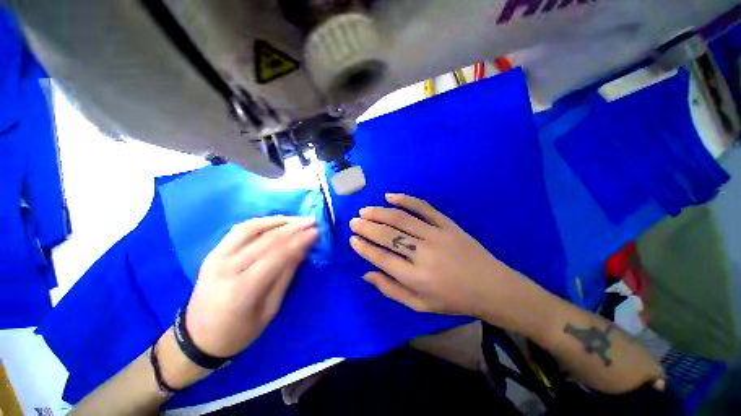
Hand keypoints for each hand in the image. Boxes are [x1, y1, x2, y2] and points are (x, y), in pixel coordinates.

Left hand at [185, 216, 317, 357]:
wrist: (197, 338)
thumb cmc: (238, 332)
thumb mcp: (269, 310)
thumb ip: (285, 276)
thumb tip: (302, 250)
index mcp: (243, 289)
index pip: (278, 255)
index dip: (300, 240)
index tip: (317, 231)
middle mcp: (227, 268)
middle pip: (266, 239)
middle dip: (293, 227)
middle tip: (312, 221)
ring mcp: (216, 257)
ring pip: (251, 228)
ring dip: (278, 221)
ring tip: (296, 219)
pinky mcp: (213, 253)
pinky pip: (239, 230)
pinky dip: (261, 222)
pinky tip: (276, 222)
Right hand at [350, 194, 537, 324]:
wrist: (491, 287)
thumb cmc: (453, 300)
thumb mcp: (420, 305)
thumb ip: (391, 290)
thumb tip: (366, 274)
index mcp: (416, 279)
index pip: (381, 258)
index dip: (364, 248)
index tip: (352, 239)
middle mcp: (423, 255)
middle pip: (388, 236)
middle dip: (367, 228)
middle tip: (353, 222)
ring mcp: (436, 235)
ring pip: (401, 219)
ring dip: (380, 213)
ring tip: (365, 211)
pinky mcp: (448, 224)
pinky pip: (424, 208)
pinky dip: (406, 199)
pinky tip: (391, 196)